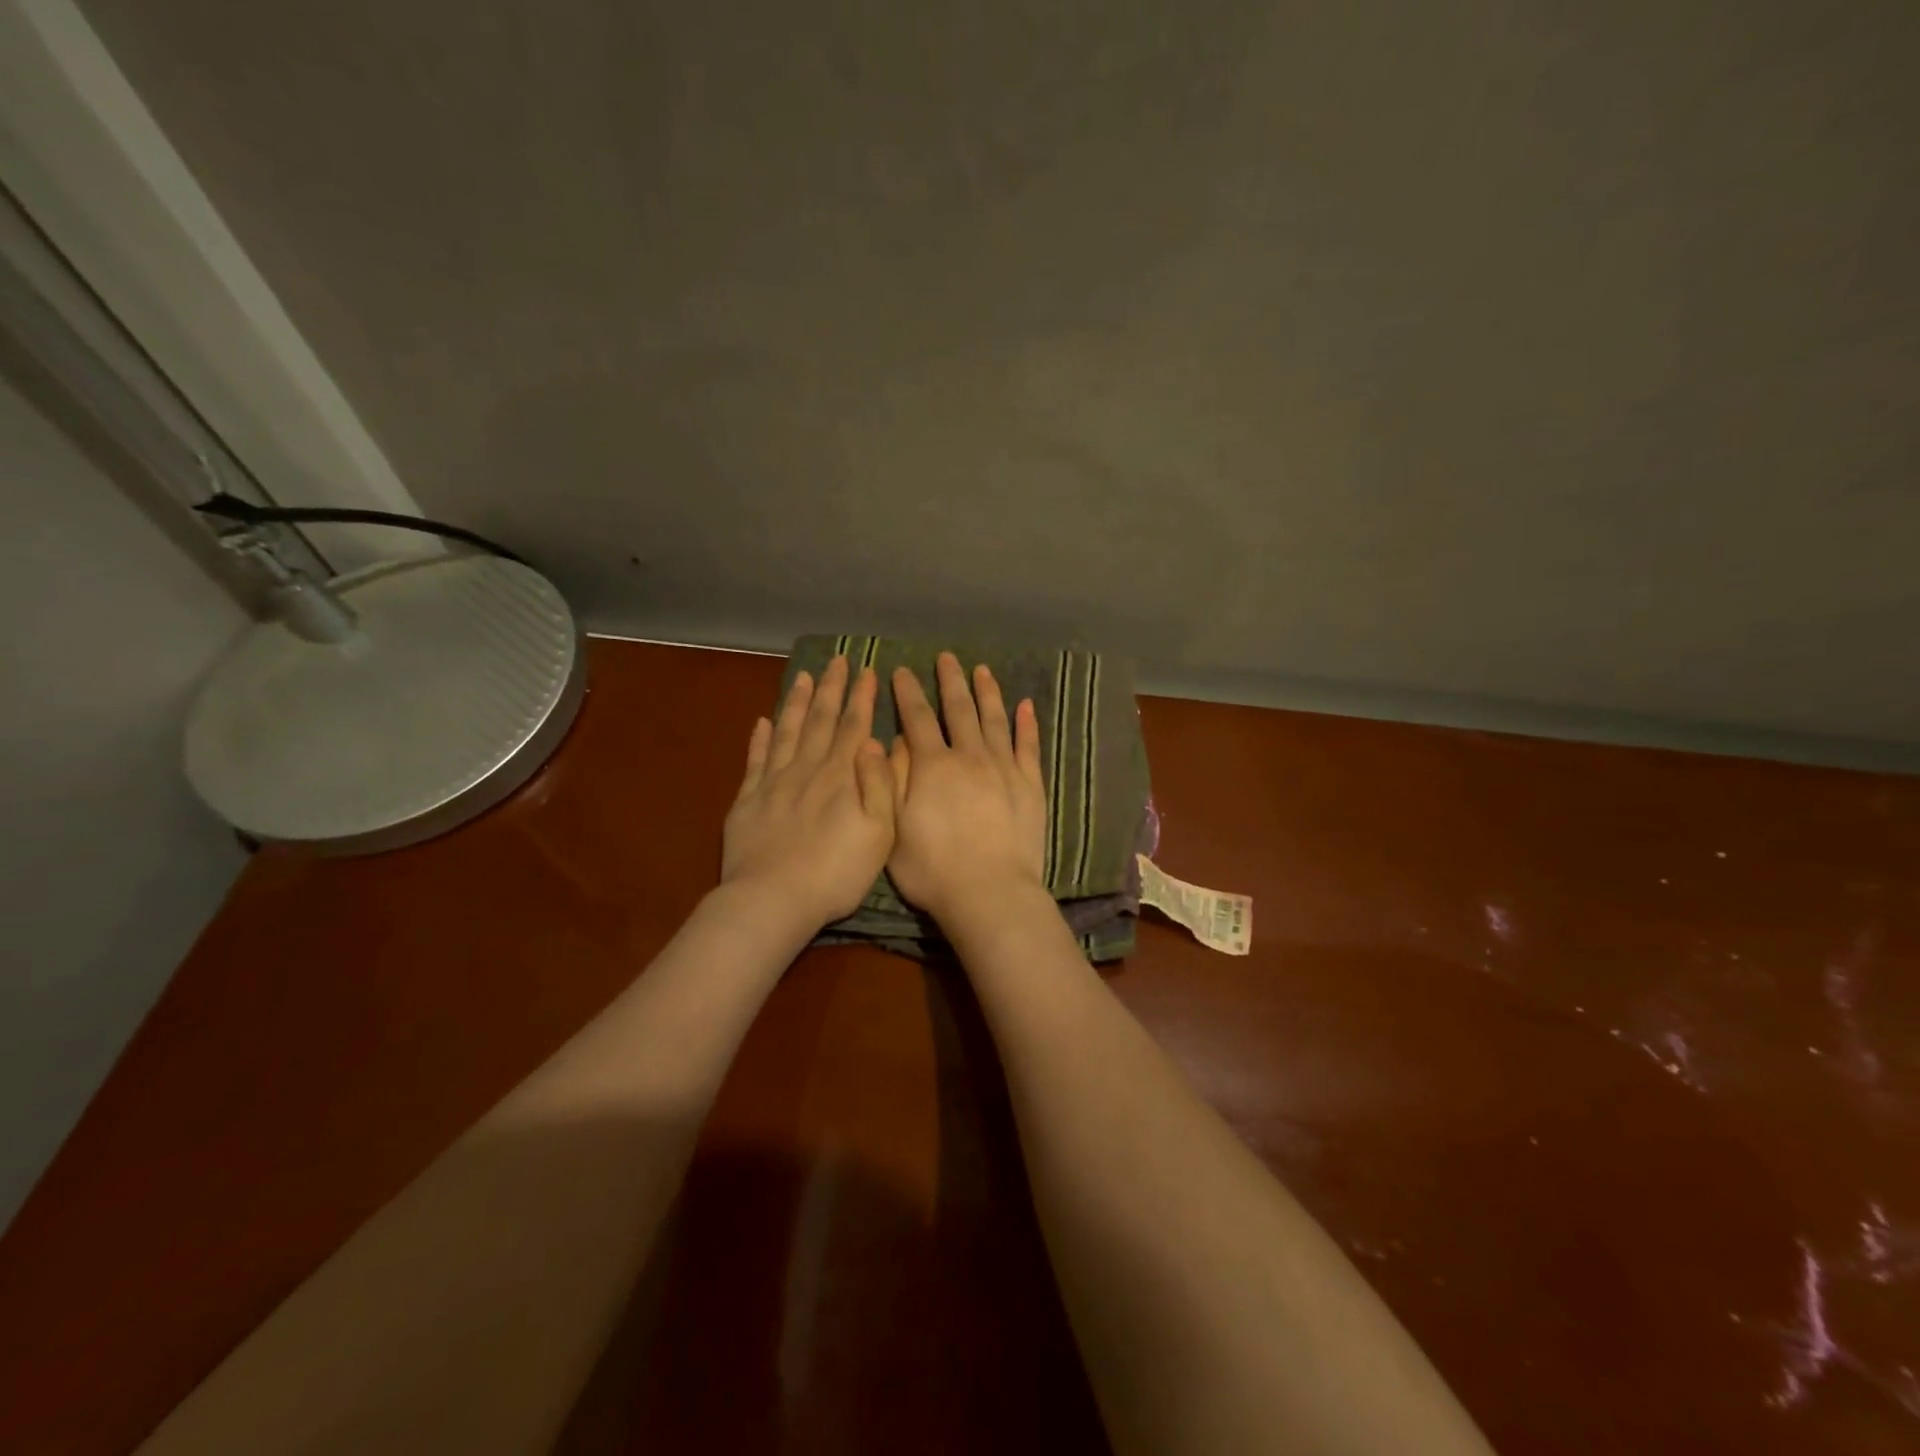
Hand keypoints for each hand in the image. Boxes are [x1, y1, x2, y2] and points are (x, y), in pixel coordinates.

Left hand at [722, 656, 894, 927]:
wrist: (772, 899)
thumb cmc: (836, 872)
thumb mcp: (879, 833)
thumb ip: (881, 785)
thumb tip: (877, 742)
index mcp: (841, 776)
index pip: (855, 726)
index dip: (862, 697)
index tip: (867, 670)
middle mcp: (807, 769)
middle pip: (821, 720)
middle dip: (832, 688)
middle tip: (837, 660)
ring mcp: (773, 782)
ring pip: (787, 731)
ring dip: (797, 702)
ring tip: (804, 677)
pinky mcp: (747, 800)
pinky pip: (754, 760)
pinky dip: (758, 738)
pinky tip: (761, 721)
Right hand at [886, 653, 1046, 924]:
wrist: (989, 892)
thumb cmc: (932, 868)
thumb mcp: (893, 827)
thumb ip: (892, 779)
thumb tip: (892, 741)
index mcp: (933, 765)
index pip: (918, 718)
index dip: (908, 693)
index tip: (901, 670)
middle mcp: (969, 757)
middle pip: (959, 710)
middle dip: (950, 681)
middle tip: (947, 657)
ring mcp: (1004, 769)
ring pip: (995, 720)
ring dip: (987, 693)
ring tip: (982, 670)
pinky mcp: (1030, 786)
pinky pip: (1028, 747)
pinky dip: (1027, 725)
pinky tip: (1026, 706)